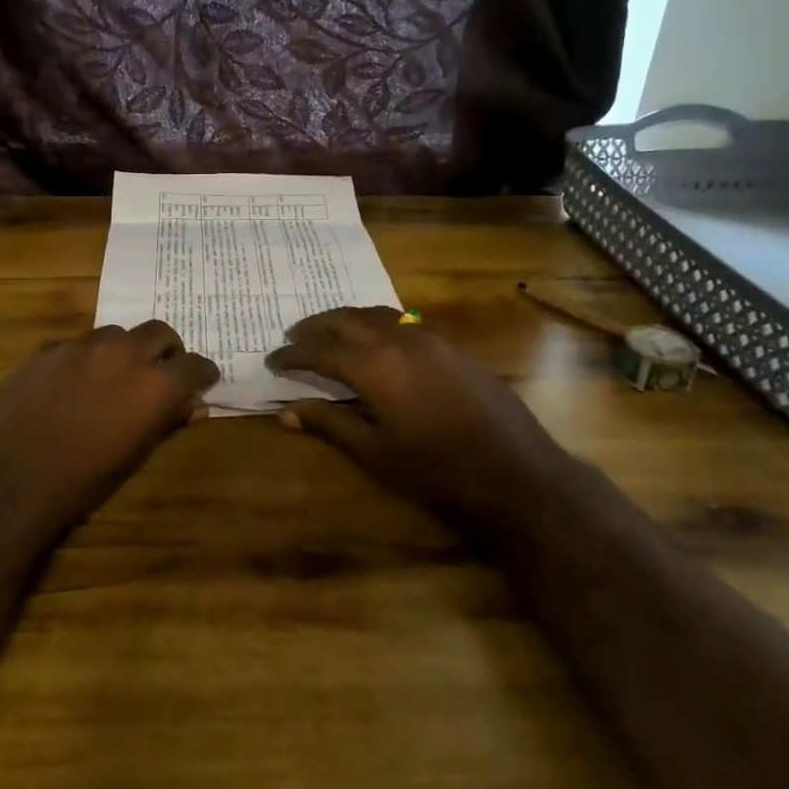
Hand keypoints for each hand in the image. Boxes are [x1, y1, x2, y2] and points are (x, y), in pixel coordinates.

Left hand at [0, 320, 219, 549]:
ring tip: (113, 375)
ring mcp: (82, 345)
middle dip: (166, 350)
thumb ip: (167, 422)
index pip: (194, 365)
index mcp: (154, 384)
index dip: (201, 373)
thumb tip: (194, 407)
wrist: (10, 479)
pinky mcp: (47, 348)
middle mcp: (123, 353)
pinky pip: (77, 344)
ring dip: (124, 350)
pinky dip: (86, 358)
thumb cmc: (82, 481)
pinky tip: (72, 383)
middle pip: (158, 332)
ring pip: (116, 333)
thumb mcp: (134, 455)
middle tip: (161, 371)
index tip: (202, 381)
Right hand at [267, 307, 580, 519]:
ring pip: (378, 314)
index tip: (272, 359)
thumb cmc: (436, 471)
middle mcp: (399, 340)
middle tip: (293, 336)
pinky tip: (377, 342)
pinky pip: (404, 323)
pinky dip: (378, 325)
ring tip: (329, 332)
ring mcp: (431, 339)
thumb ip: (329, 425)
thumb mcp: (375, 453)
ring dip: (347, 320)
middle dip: (315, 327)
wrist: (516, 473)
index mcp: (374, 365)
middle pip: (346, 320)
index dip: (293, 354)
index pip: (321, 350)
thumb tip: (285, 413)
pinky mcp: (453, 347)